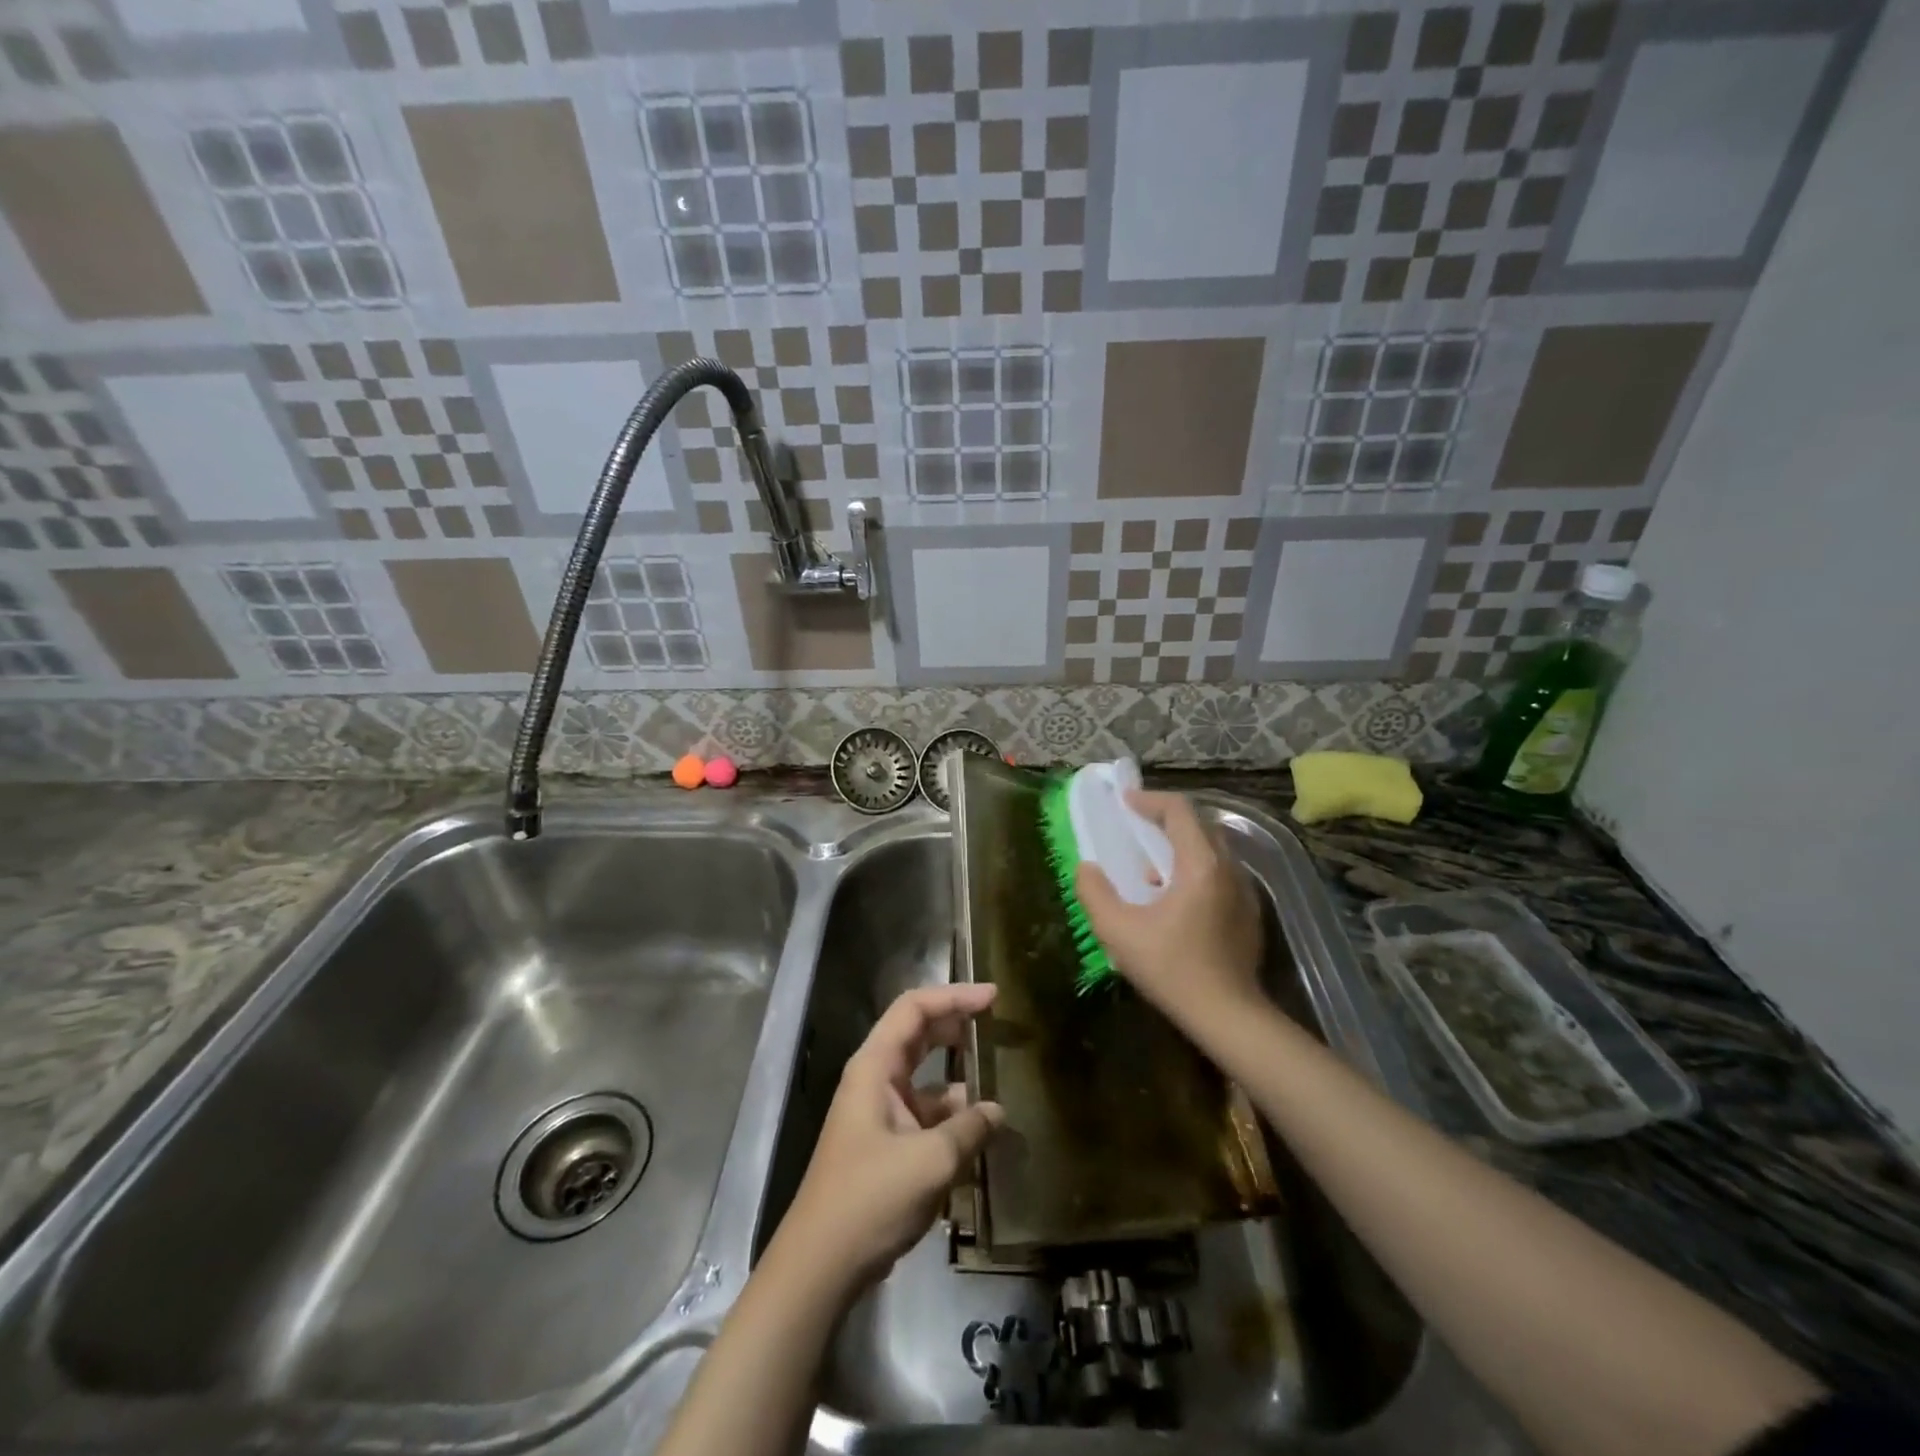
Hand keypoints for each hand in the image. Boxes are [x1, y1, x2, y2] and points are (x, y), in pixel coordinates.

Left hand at [776, 984, 1003, 1294]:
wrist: (821, 1265)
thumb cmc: (870, 1199)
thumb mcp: (930, 1161)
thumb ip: (969, 1129)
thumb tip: (997, 1111)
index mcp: (875, 1066)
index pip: (915, 1009)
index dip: (954, 996)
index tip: (993, 997)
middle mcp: (876, 1079)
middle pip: (920, 1035)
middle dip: (958, 1026)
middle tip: (999, 1024)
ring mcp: (880, 1112)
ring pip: (927, 1078)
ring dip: (961, 1078)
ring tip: (1002, 1082)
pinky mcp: (887, 1143)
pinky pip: (926, 1114)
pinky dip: (954, 1116)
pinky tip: (983, 1131)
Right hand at [1075, 791, 1264, 1029]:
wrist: (1229, 1016)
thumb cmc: (1172, 970)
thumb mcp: (1119, 932)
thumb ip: (1095, 893)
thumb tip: (1087, 869)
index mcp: (1200, 865)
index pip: (1179, 811)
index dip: (1150, 800)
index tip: (1125, 803)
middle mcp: (1229, 868)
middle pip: (1200, 824)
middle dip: (1166, 819)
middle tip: (1136, 828)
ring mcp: (1245, 891)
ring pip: (1212, 849)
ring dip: (1181, 846)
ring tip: (1150, 869)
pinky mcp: (1249, 913)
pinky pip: (1221, 873)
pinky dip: (1196, 869)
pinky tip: (1175, 900)